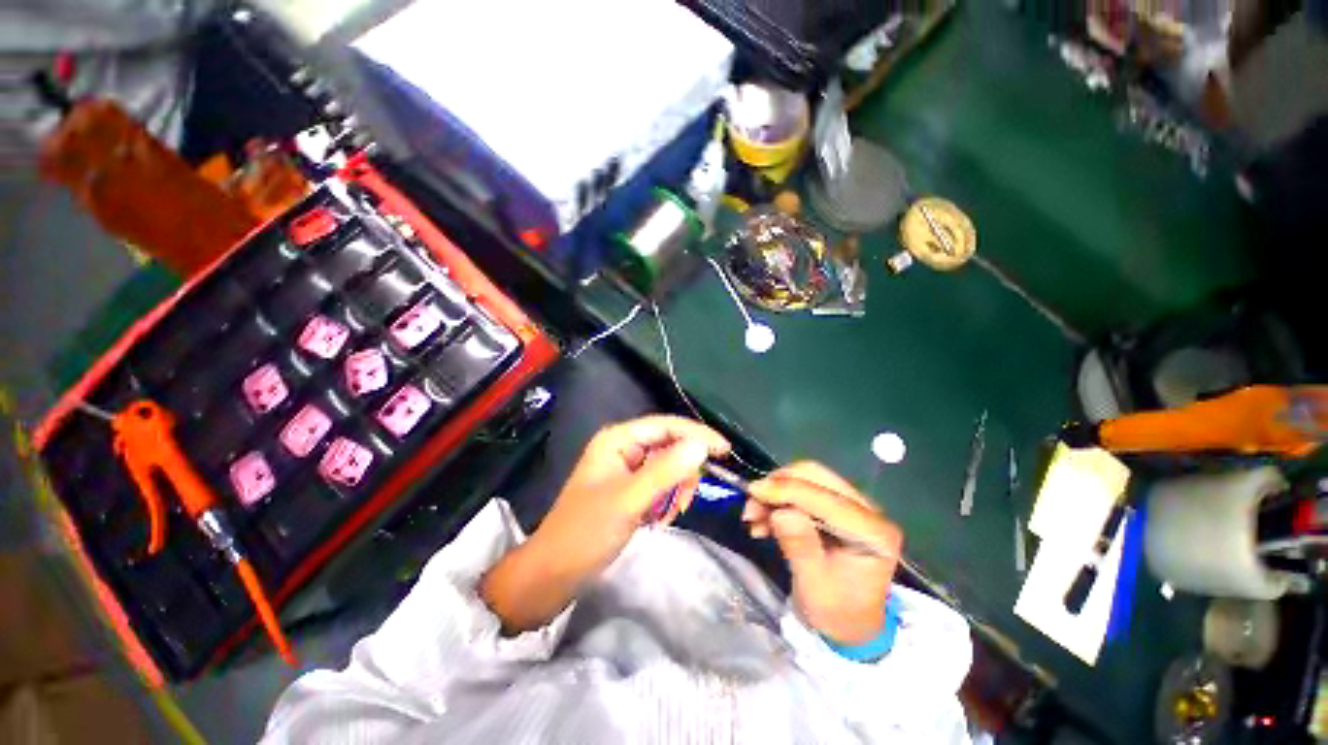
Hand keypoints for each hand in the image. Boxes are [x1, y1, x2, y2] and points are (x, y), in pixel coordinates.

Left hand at [482, 416, 728, 632]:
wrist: (555, 573)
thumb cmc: (586, 532)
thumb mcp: (629, 500)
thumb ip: (666, 471)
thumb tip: (702, 445)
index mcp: (618, 439)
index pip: (666, 425)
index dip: (696, 434)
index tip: (725, 450)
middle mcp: (623, 447)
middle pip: (669, 445)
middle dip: (683, 471)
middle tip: (685, 500)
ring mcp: (627, 468)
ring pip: (669, 466)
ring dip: (676, 488)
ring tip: (669, 514)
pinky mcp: (631, 488)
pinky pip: (661, 484)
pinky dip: (668, 499)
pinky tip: (661, 518)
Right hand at [743, 462, 901, 644]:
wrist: (847, 626)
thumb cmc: (835, 612)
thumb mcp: (814, 586)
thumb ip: (800, 547)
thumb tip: (781, 512)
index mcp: (874, 534)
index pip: (827, 499)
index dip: (789, 490)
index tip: (754, 492)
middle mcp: (868, 512)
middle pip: (817, 478)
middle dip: (780, 486)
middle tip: (753, 504)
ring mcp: (853, 506)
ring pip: (807, 479)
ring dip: (776, 492)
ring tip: (753, 517)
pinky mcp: (837, 507)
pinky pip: (803, 490)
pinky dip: (779, 500)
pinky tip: (763, 520)